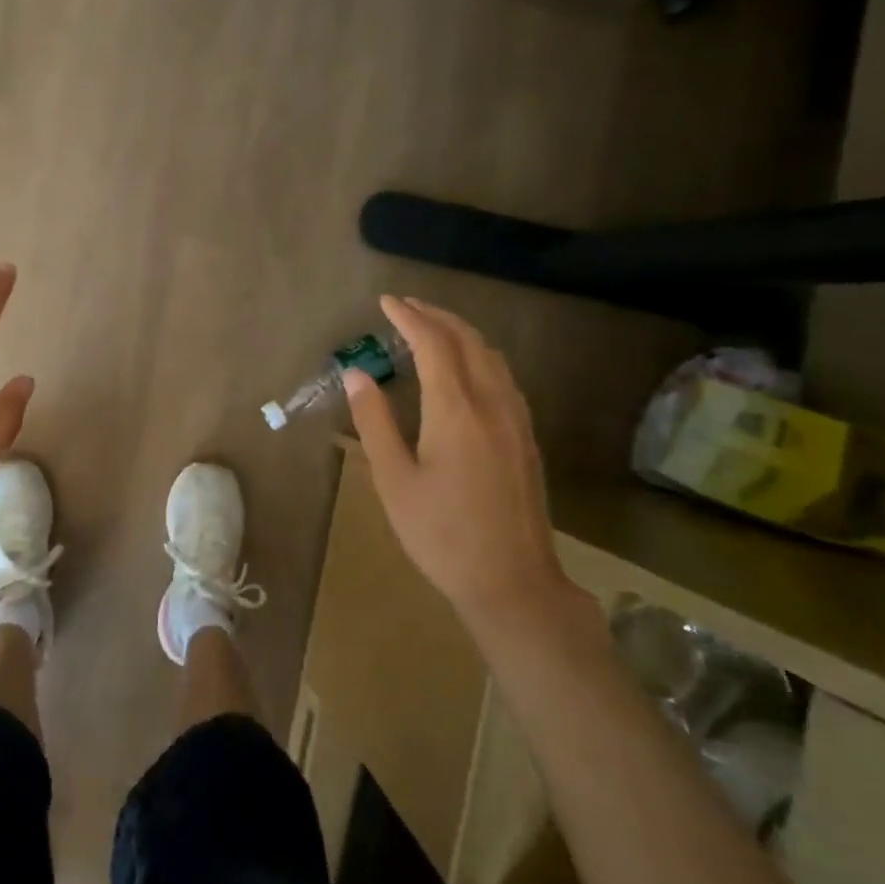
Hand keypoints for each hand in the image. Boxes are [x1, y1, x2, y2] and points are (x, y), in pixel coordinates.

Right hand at [344, 296, 567, 625]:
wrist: (511, 581)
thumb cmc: (440, 533)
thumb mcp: (394, 480)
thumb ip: (375, 422)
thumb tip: (358, 375)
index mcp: (456, 411)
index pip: (433, 345)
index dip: (409, 318)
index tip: (386, 302)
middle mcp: (492, 404)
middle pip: (468, 341)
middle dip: (436, 316)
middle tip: (406, 307)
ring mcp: (516, 420)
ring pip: (491, 357)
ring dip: (460, 333)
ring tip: (431, 328)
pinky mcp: (526, 438)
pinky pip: (503, 377)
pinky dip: (479, 356)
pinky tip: (465, 369)